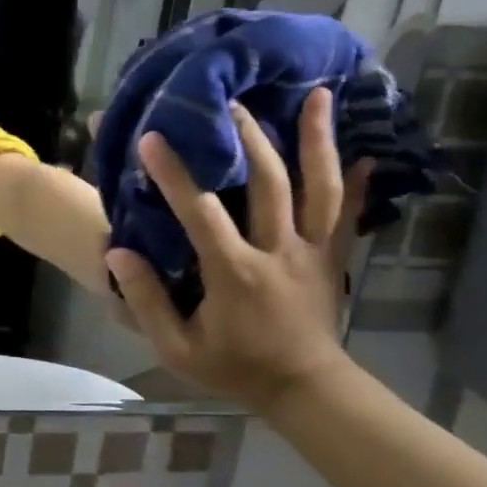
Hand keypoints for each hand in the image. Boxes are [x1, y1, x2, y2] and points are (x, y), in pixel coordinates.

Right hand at [107, 88, 369, 414]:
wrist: (305, 390)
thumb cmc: (234, 368)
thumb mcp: (177, 348)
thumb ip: (147, 301)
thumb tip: (119, 253)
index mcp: (234, 272)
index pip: (201, 213)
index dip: (176, 174)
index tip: (153, 138)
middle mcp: (278, 251)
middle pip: (268, 184)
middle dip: (248, 138)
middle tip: (231, 102)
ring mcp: (313, 252)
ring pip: (319, 188)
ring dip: (315, 141)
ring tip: (314, 96)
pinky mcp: (333, 259)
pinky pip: (350, 215)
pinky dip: (360, 183)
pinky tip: (366, 153)